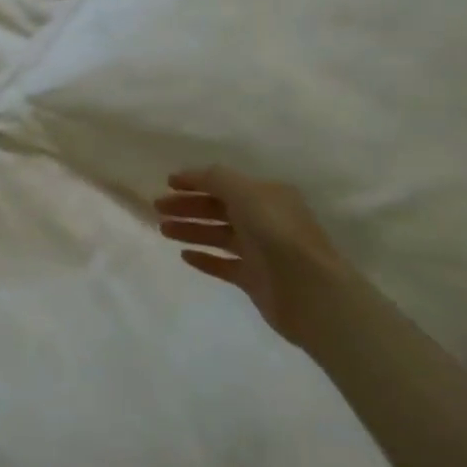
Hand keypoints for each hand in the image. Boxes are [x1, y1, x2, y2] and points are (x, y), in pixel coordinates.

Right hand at [154, 167, 345, 345]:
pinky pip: (223, 264)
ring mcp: (260, 251)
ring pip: (217, 235)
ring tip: (163, 230)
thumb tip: (192, 175)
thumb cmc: (276, 233)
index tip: (167, 183)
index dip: (195, 181)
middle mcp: (264, 220)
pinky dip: (204, 258)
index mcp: (266, 196)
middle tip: (158, 208)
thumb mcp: (245, 192)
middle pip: (218, 208)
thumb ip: (215, 179)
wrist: (309, 291)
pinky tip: (184, 255)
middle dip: (188, 206)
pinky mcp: (255, 279)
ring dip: (190, 229)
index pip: (225, 183)